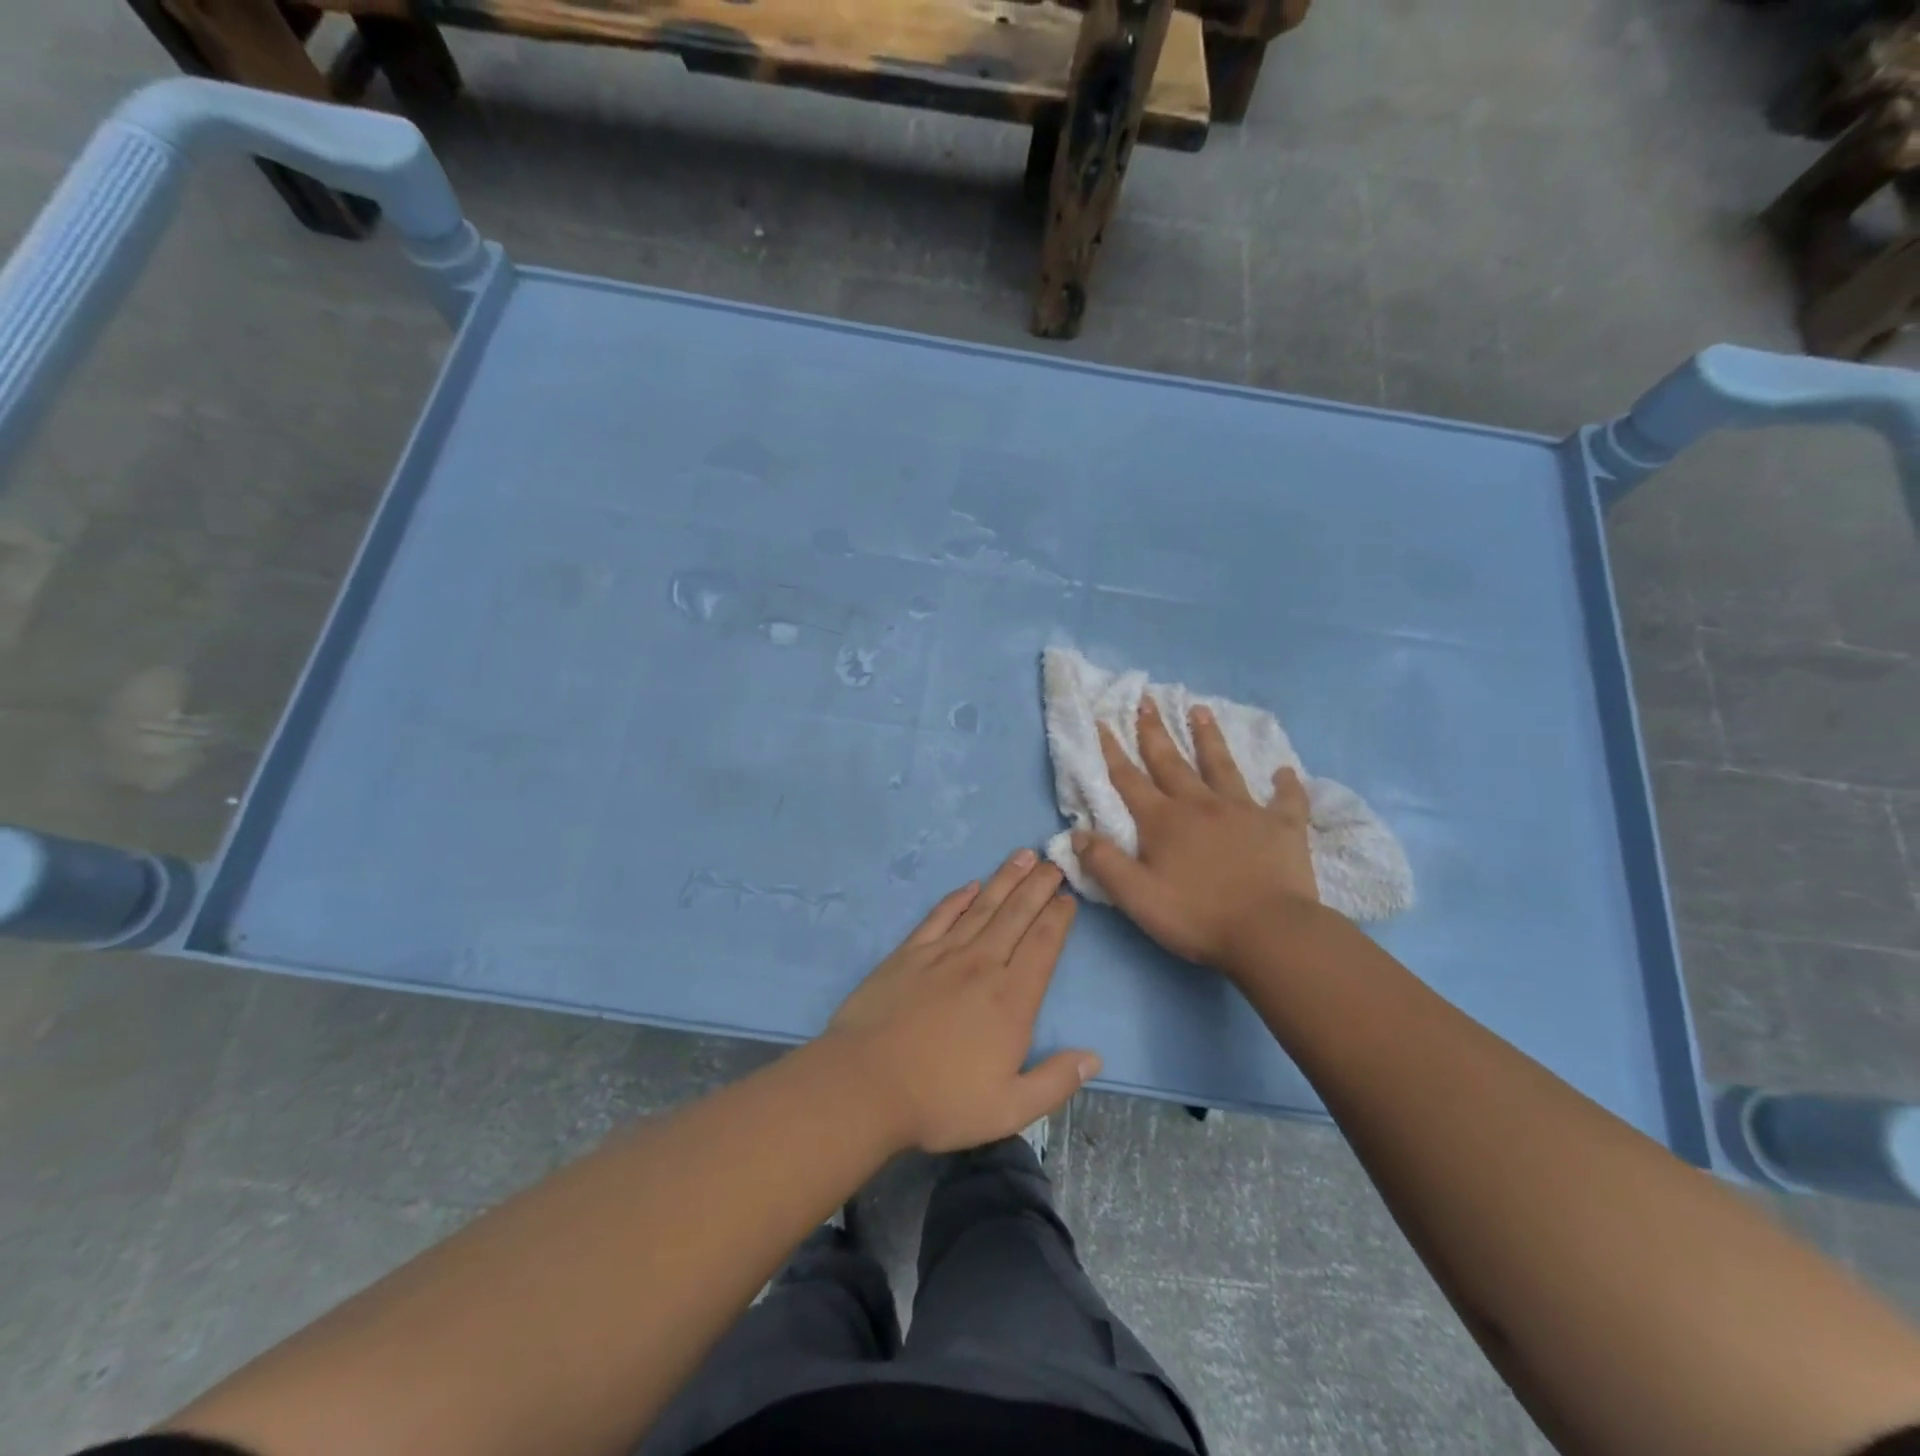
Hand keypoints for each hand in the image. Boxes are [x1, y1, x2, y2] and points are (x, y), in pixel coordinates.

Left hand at [827, 850, 1100, 1153]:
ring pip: (982, 907)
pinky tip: (970, 886)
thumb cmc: (940, 1101)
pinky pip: (939, 916)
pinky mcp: (909, 954)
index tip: (1068, 897)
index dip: (1058, 917)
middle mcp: (982, 965)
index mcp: (1011, 999)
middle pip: (1016, 915)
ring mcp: (942, 954)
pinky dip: (957, 898)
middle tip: (1053, 861)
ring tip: (1023, 856)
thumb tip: (1094, 1057)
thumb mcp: (1009, 1109)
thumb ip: (1055, 1081)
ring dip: (1005, 879)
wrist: (865, 1085)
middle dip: (1038, 886)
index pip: (1043, 945)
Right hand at [1072, 698, 1318, 968]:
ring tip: (1201, 709)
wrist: (1270, 933)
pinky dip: (1286, 785)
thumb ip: (1104, 863)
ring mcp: (1244, 811)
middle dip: (1155, 731)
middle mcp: (1200, 805)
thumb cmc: (1197, 916)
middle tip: (1147, 700)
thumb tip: (1076, 833)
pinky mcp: (1282, 826)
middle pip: (1172, 762)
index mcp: (1164, 821)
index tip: (1103, 721)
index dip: (1113, 751)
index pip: (1130, 779)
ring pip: (1222, 766)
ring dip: (1209, 738)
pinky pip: (1286, 800)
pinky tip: (1285, 771)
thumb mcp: (1137, 897)